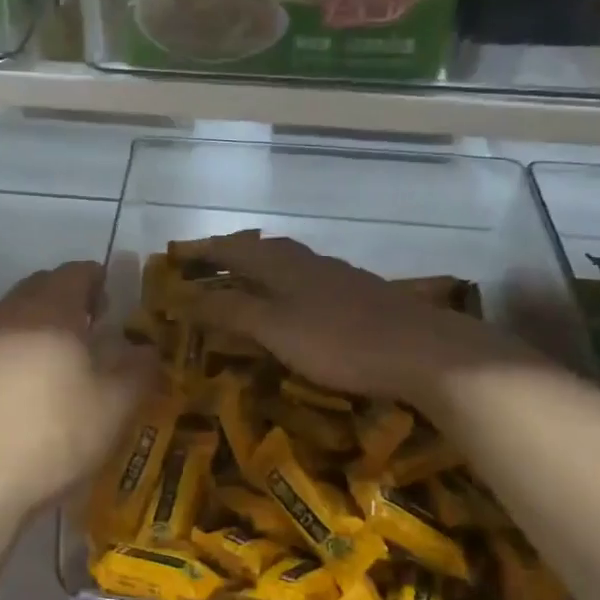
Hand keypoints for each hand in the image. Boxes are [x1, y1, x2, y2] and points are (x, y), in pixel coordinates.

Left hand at [0, 262, 156, 521]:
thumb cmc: (53, 436)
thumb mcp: (115, 407)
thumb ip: (139, 370)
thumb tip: (147, 349)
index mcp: (50, 311)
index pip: (75, 273)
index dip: (97, 280)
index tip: (111, 302)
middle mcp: (9, 315)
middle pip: (40, 287)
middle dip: (67, 298)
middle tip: (90, 326)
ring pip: (13, 316)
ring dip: (39, 325)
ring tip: (60, 359)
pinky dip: (15, 353)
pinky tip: (25, 390)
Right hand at [183, 232, 519, 408]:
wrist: (422, 351)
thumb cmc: (340, 340)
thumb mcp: (275, 328)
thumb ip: (231, 311)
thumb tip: (186, 297)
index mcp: (282, 264)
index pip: (232, 249)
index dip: (204, 251)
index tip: (178, 257)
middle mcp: (307, 262)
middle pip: (261, 250)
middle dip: (231, 256)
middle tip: (206, 269)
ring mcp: (337, 277)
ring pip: (287, 264)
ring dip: (259, 270)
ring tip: (243, 285)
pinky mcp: (358, 296)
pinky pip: (307, 282)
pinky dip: (285, 287)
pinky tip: (293, 307)